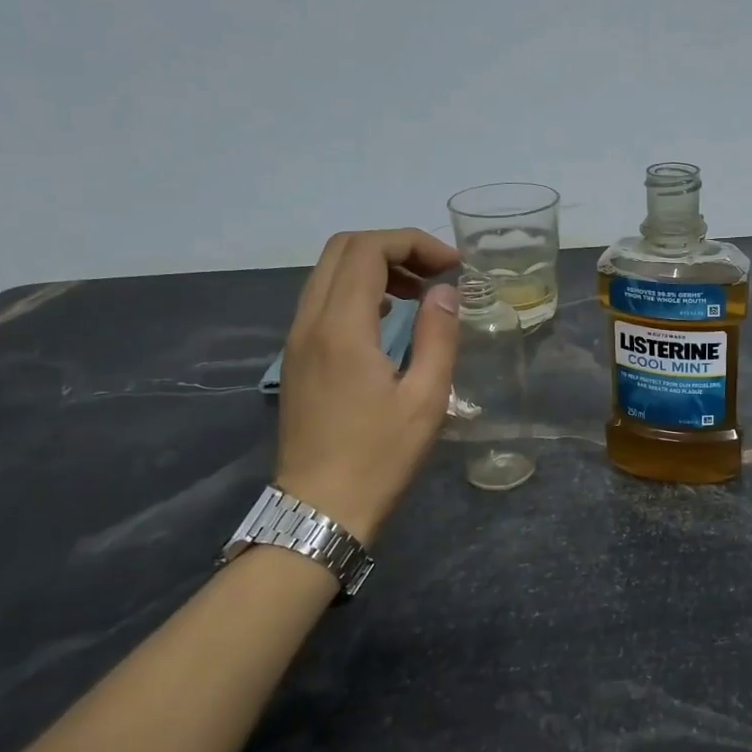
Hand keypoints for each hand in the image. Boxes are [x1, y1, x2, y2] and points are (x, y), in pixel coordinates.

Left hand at [274, 229, 460, 541]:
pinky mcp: (297, 358)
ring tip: (419, 293)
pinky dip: (358, 291)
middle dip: (394, 247)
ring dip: (375, 267)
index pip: (369, 250)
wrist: (321, 508)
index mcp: (342, 328)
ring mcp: (297, 340)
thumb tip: (445, 291)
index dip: (414, 243)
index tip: (453, 266)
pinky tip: (390, 319)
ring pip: (328, 272)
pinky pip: (323, 300)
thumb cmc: (380, 457)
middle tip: (436, 273)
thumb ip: (438, 335)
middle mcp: (310, 322)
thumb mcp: (426, 398)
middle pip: (343, 249)